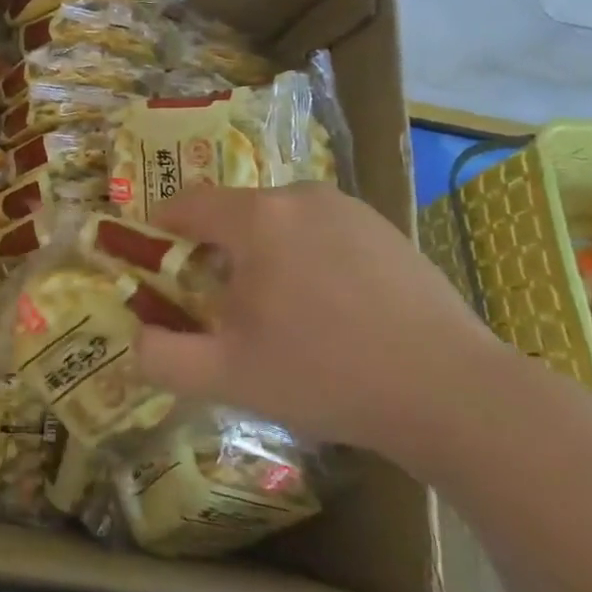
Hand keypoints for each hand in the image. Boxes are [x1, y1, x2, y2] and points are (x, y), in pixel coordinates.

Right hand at [136, 185, 507, 457]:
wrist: (454, 394)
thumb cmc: (326, 376)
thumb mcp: (225, 377)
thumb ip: (159, 355)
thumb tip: (136, 335)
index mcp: (256, 218)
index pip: (185, 204)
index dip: (160, 232)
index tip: (158, 270)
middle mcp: (300, 196)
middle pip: (232, 214)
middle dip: (214, 254)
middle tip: (222, 309)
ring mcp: (349, 209)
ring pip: (278, 223)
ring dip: (261, 257)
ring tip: (280, 315)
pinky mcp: (386, 229)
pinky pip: (320, 232)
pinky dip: (305, 259)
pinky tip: (330, 312)